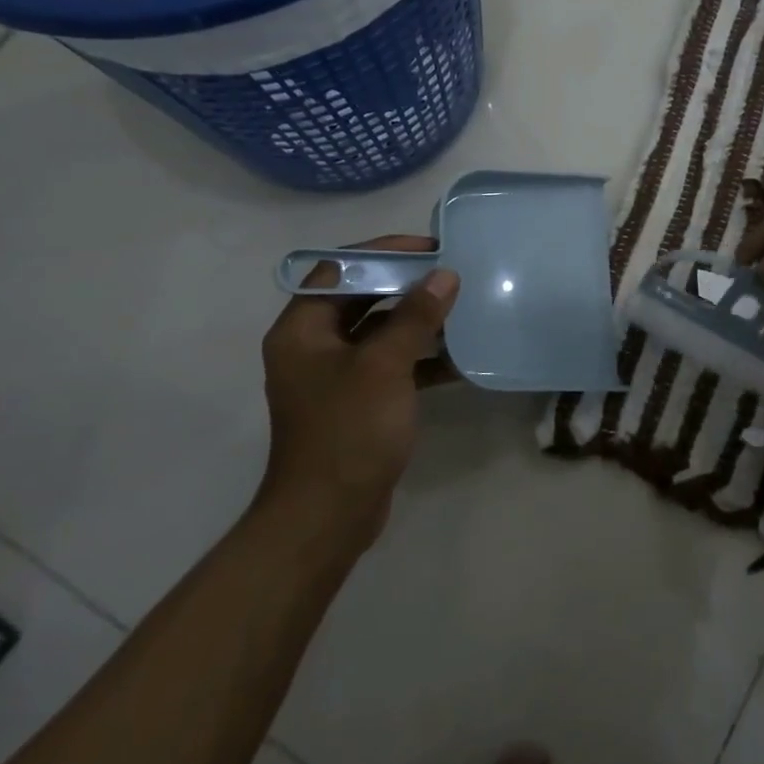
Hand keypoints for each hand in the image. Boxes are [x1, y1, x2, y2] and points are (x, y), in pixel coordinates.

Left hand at [258, 235, 458, 548]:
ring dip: (418, 321)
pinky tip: (459, 358)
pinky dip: (420, 358)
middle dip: (406, 284)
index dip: (383, 252)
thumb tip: (444, 275)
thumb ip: (415, 317)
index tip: (428, 247)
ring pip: (380, 332)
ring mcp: (336, 376)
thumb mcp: (384, 366)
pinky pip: (391, 365)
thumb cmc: (349, 431)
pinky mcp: (359, 401)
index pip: (339, 269)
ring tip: (461, 308)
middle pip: (361, 298)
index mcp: (302, 329)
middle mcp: (313, 346)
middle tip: (451, 273)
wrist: (329, 516)